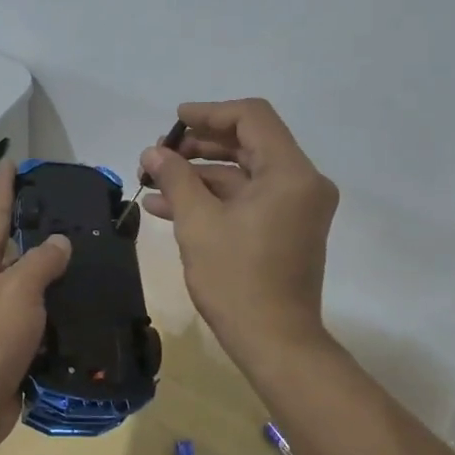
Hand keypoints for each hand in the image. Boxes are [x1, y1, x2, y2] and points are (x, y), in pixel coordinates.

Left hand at [0, 167, 71, 449]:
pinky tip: (90, 309)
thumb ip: (41, 261)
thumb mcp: (16, 290)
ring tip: (94, 259)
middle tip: (77, 214)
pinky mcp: (12, 350)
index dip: (4, 189)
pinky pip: (41, 324)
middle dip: (40, 232)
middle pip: (14, 251)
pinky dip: (62, 316)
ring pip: (32, 290)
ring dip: (57, 277)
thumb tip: (59, 242)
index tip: (14, 162)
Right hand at [141, 98, 338, 365]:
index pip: (252, 118)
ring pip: (244, 173)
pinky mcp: (286, 228)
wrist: (274, 342)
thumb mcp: (198, 223)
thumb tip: (153, 152)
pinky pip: (248, 199)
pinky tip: (168, 206)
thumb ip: (175, 178)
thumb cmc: (236, 280)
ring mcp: (296, 207)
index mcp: (290, 173)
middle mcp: (302, 183)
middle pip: (248, 143)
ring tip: (154, 180)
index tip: (173, 121)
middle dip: (199, 146)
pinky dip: (214, 198)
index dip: (209, 113)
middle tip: (158, 154)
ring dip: (200, 174)